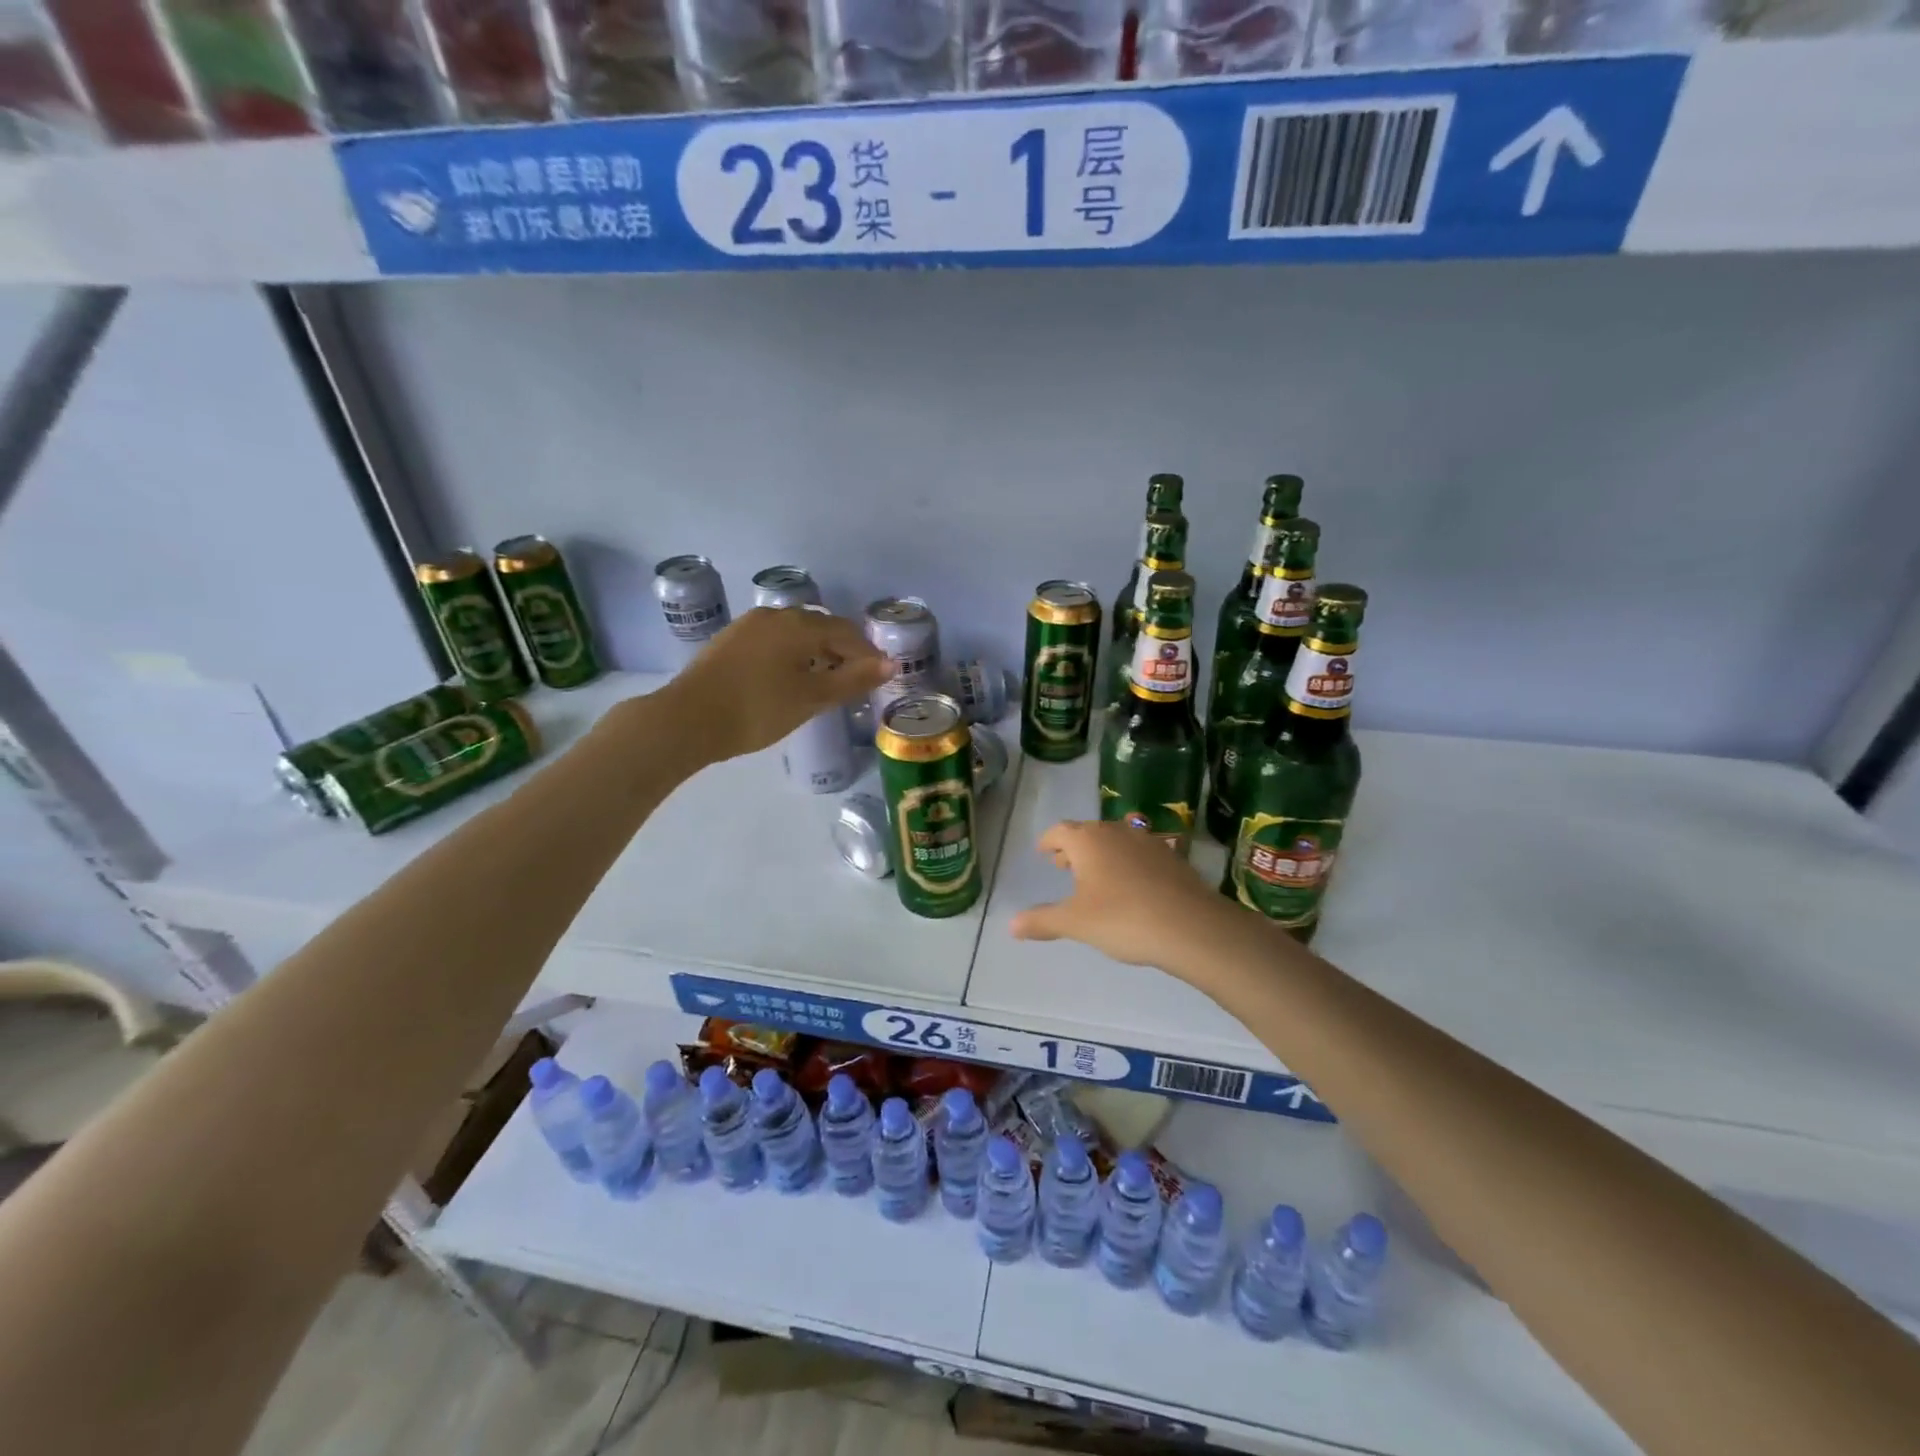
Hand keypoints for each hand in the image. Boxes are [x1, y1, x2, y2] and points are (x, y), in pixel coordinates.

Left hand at [665, 607, 890, 763]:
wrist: (687, 720)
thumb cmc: (757, 710)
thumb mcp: (812, 698)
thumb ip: (852, 680)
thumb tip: (890, 664)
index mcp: (799, 625)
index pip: (846, 632)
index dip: (867, 653)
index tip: (880, 676)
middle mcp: (774, 616)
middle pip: (820, 627)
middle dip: (842, 650)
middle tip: (854, 679)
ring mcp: (748, 626)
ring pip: (794, 633)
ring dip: (816, 652)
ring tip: (824, 680)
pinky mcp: (729, 641)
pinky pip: (772, 641)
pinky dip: (791, 654)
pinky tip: (788, 678)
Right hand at [1009, 819, 1243, 978]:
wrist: (1190, 926)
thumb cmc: (1122, 918)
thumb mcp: (1076, 923)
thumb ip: (1043, 921)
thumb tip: (1011, 924)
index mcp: (1087, 840)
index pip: (1060, 830)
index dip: (1048, 841)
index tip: (1043, 852)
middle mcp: (1116, 831)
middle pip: (1088, 831)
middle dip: (1073, 847)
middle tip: (1063, 865)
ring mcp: (1148, 841)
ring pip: (1115, 839)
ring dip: (1102, 853)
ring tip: (1096, 876)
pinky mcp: (1172, 857)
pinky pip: (1140, 853)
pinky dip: (1128, 862)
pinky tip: (1131, 886)